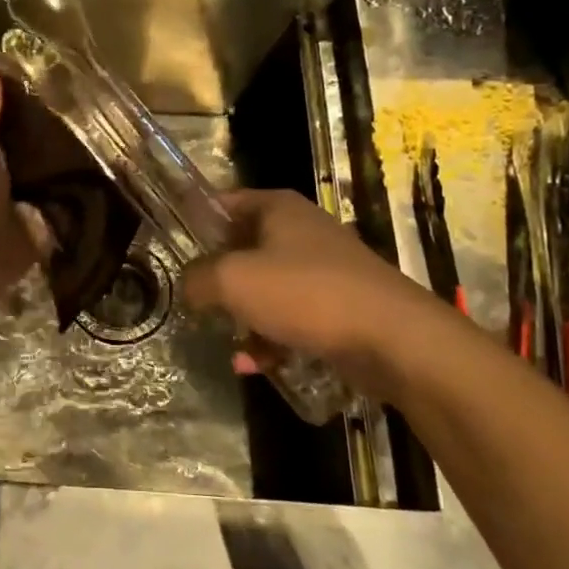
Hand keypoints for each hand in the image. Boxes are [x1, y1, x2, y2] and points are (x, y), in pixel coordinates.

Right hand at [182, 189, 447, 399]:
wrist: (394, 338)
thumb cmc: (306, 294)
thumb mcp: (234, 280)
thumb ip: (199, 277)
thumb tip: (189, 285)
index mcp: (278, 208)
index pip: (225, 202)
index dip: (197, 223)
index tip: (174, 251)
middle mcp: (302, 230)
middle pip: (244, 248)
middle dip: (220, 280)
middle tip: (199, 303)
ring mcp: (324, 269)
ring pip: (268, 288)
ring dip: (245, 317)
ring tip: (232, 346)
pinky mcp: (340, 306)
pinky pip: (293, 317)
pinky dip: (273, 339)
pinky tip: (257, 366)